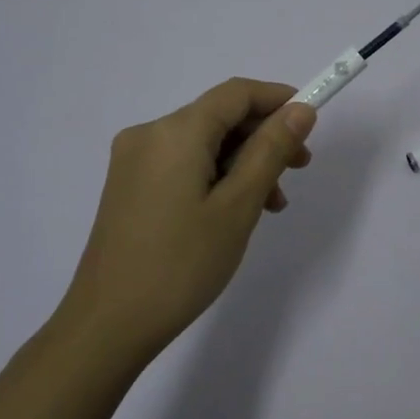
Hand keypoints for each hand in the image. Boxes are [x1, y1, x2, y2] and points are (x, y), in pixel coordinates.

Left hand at [57, 78, 316, 361]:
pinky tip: (236, 211)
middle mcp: (149, 134)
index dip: (279, 99)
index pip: (236, 93)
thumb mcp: (238, 206)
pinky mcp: (129, 186)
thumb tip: (300, 111)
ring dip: (243, 162)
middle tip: (299, 170)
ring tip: (272, 205)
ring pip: (203, 144)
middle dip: (264, 137)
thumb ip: (271, 151)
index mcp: (175, 131)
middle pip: (219, 117)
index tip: (311, 124)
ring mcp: (134, 161)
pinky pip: (183, 164)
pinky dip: (216, 177)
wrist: (108, 324)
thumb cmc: (182, 264)